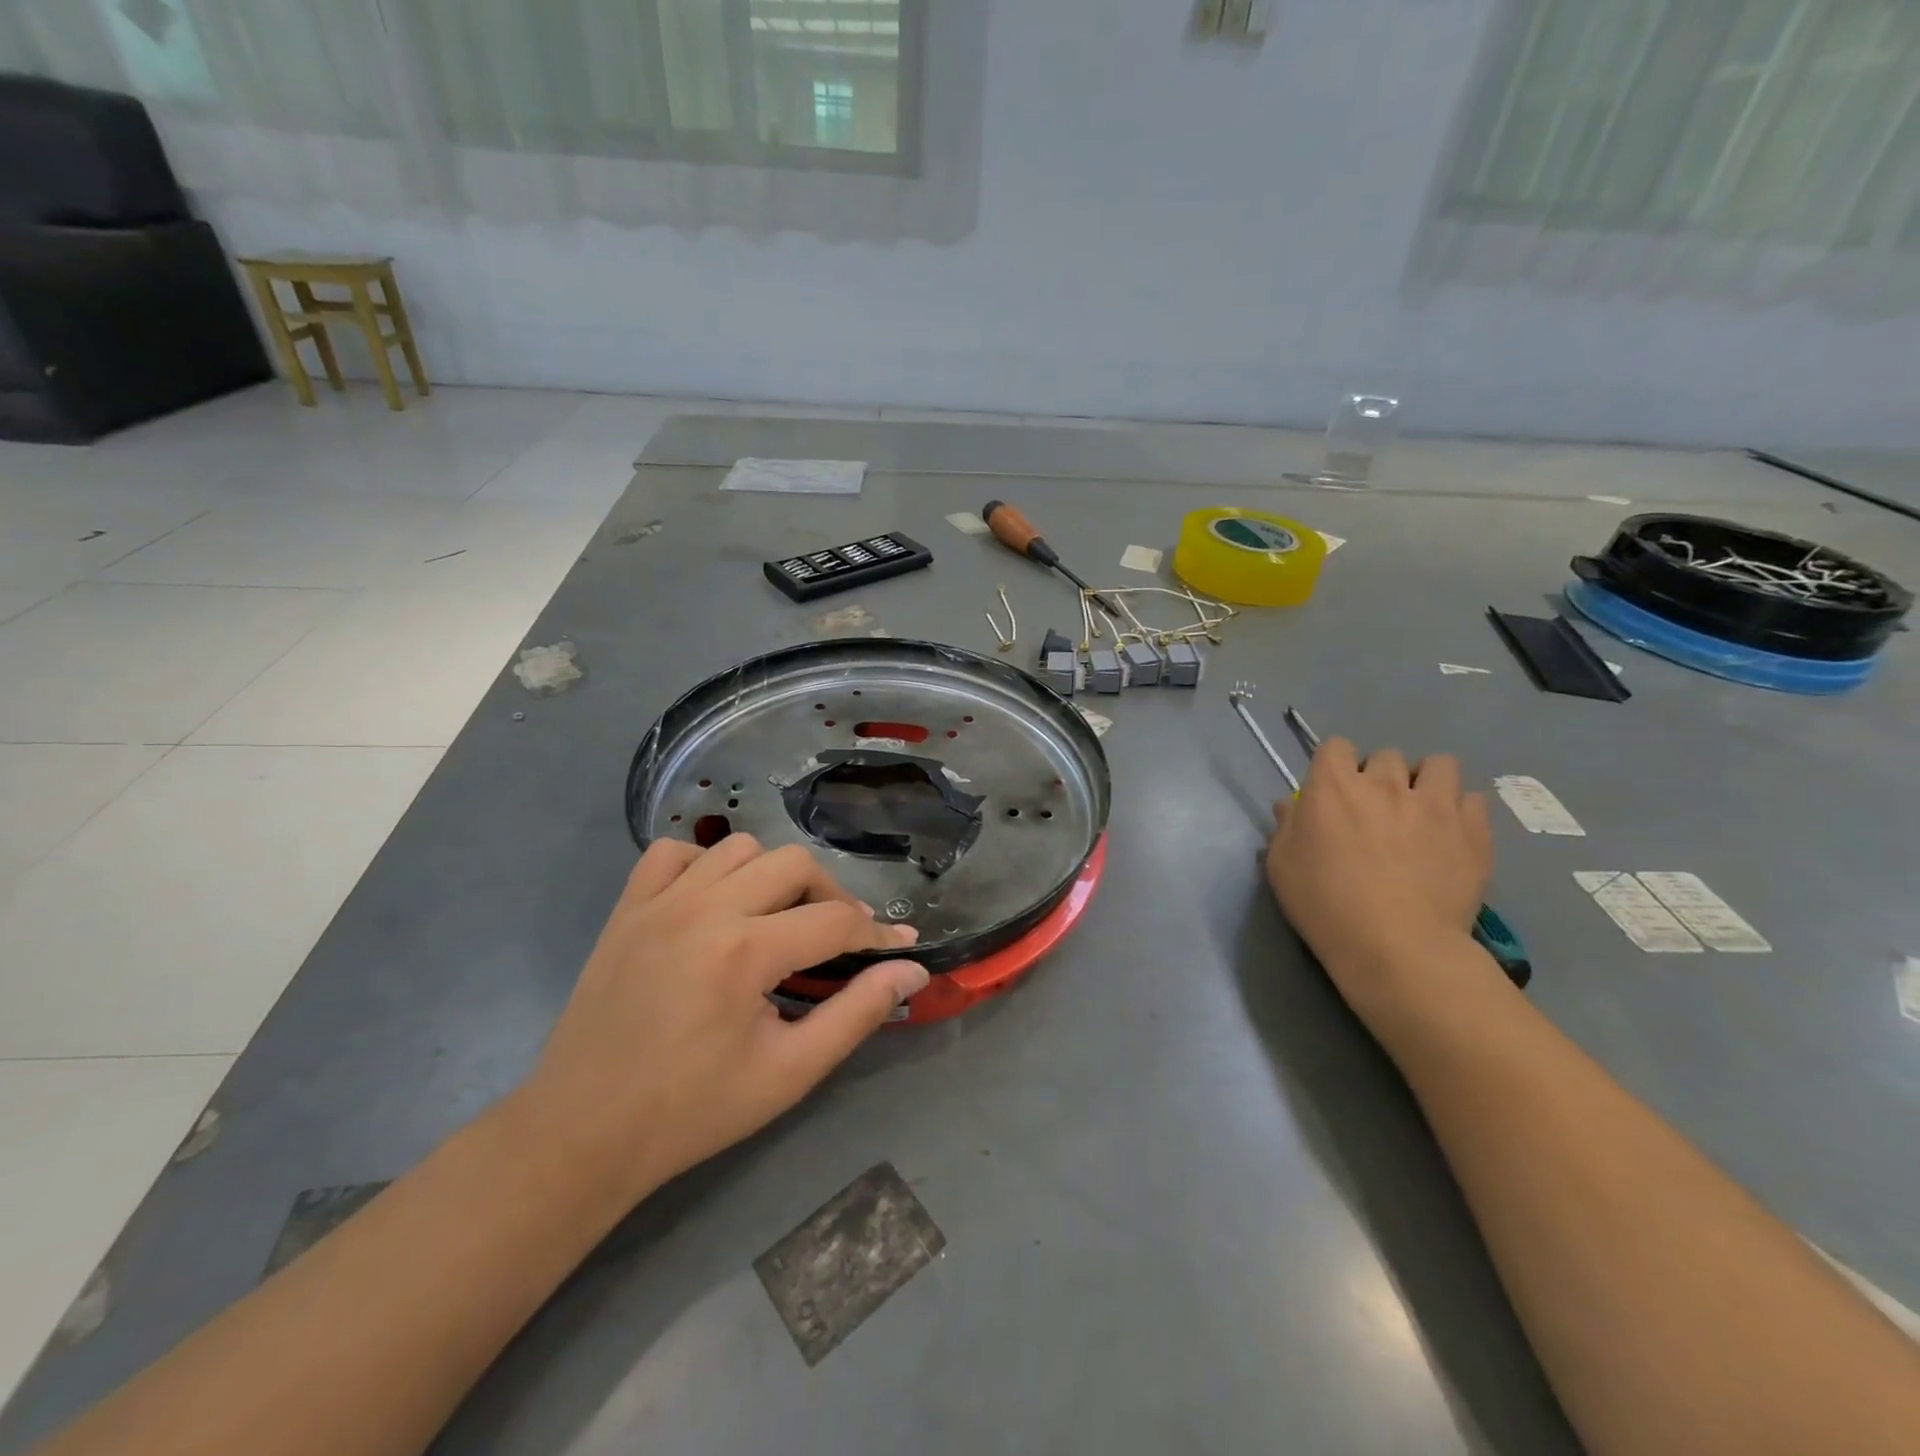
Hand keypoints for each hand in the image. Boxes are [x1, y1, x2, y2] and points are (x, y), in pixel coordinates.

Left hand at [519, 835, 927, 1207]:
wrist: (583, 1132)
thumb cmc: (693, 1110)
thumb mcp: (789, 1072)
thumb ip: (857, 1013)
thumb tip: (911, 969)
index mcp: (744, 953)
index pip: (835, 920)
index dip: (877, 932)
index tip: (901, 944)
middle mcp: (703, 909)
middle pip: (794, 864)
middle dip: (830, 896)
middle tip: (836, 939)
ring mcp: (659, 902)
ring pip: (740, 848)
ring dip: (772, 876)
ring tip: (777, 919)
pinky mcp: (627, 908)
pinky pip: (674, 853)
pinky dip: (704, 864)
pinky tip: (714, 901)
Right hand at [1265, 738, 1495, 1018]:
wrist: (1396, 946)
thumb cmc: (1325, 904)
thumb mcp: (1282, 866)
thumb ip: (1286, 826)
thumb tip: (1292, 805)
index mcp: (1333, 786)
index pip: (1335, 746)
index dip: (1334, 765)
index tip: (1332, 793)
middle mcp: (1385, 783)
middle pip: (1386, 756)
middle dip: (1380, 777)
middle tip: (1375, 811)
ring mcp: (1435, 804)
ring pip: (1438, 765)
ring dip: (1426, 782)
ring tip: (1421, 812)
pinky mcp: (1473, 830)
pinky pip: (1472, 799)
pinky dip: (1460, 811)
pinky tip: (1450, 835)